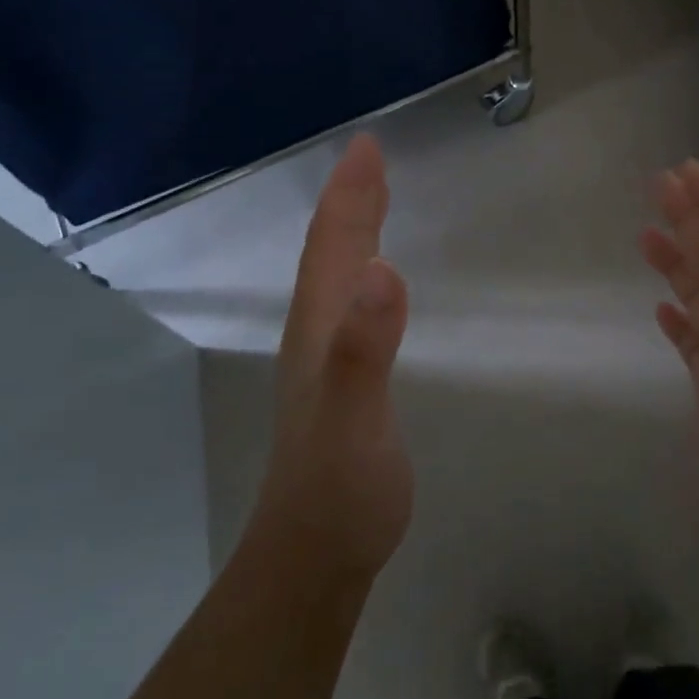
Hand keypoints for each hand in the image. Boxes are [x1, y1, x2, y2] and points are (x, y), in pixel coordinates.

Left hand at [255, 135, 412, 579]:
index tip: (368, 146)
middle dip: (350, 201)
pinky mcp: (342, 384)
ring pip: (335, 278)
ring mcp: (326, 361)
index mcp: (320, 328)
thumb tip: (381, 269)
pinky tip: (372, 284)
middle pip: (330, 254)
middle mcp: (317, 334)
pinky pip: (350, 308)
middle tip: (370, 158)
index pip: (333, 247)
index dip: (351, 195)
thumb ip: (363, 348)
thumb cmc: (341, 487)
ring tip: (371, 201)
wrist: (317, 553)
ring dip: (352, 232)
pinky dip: (361, 275)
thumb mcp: (354, 418)